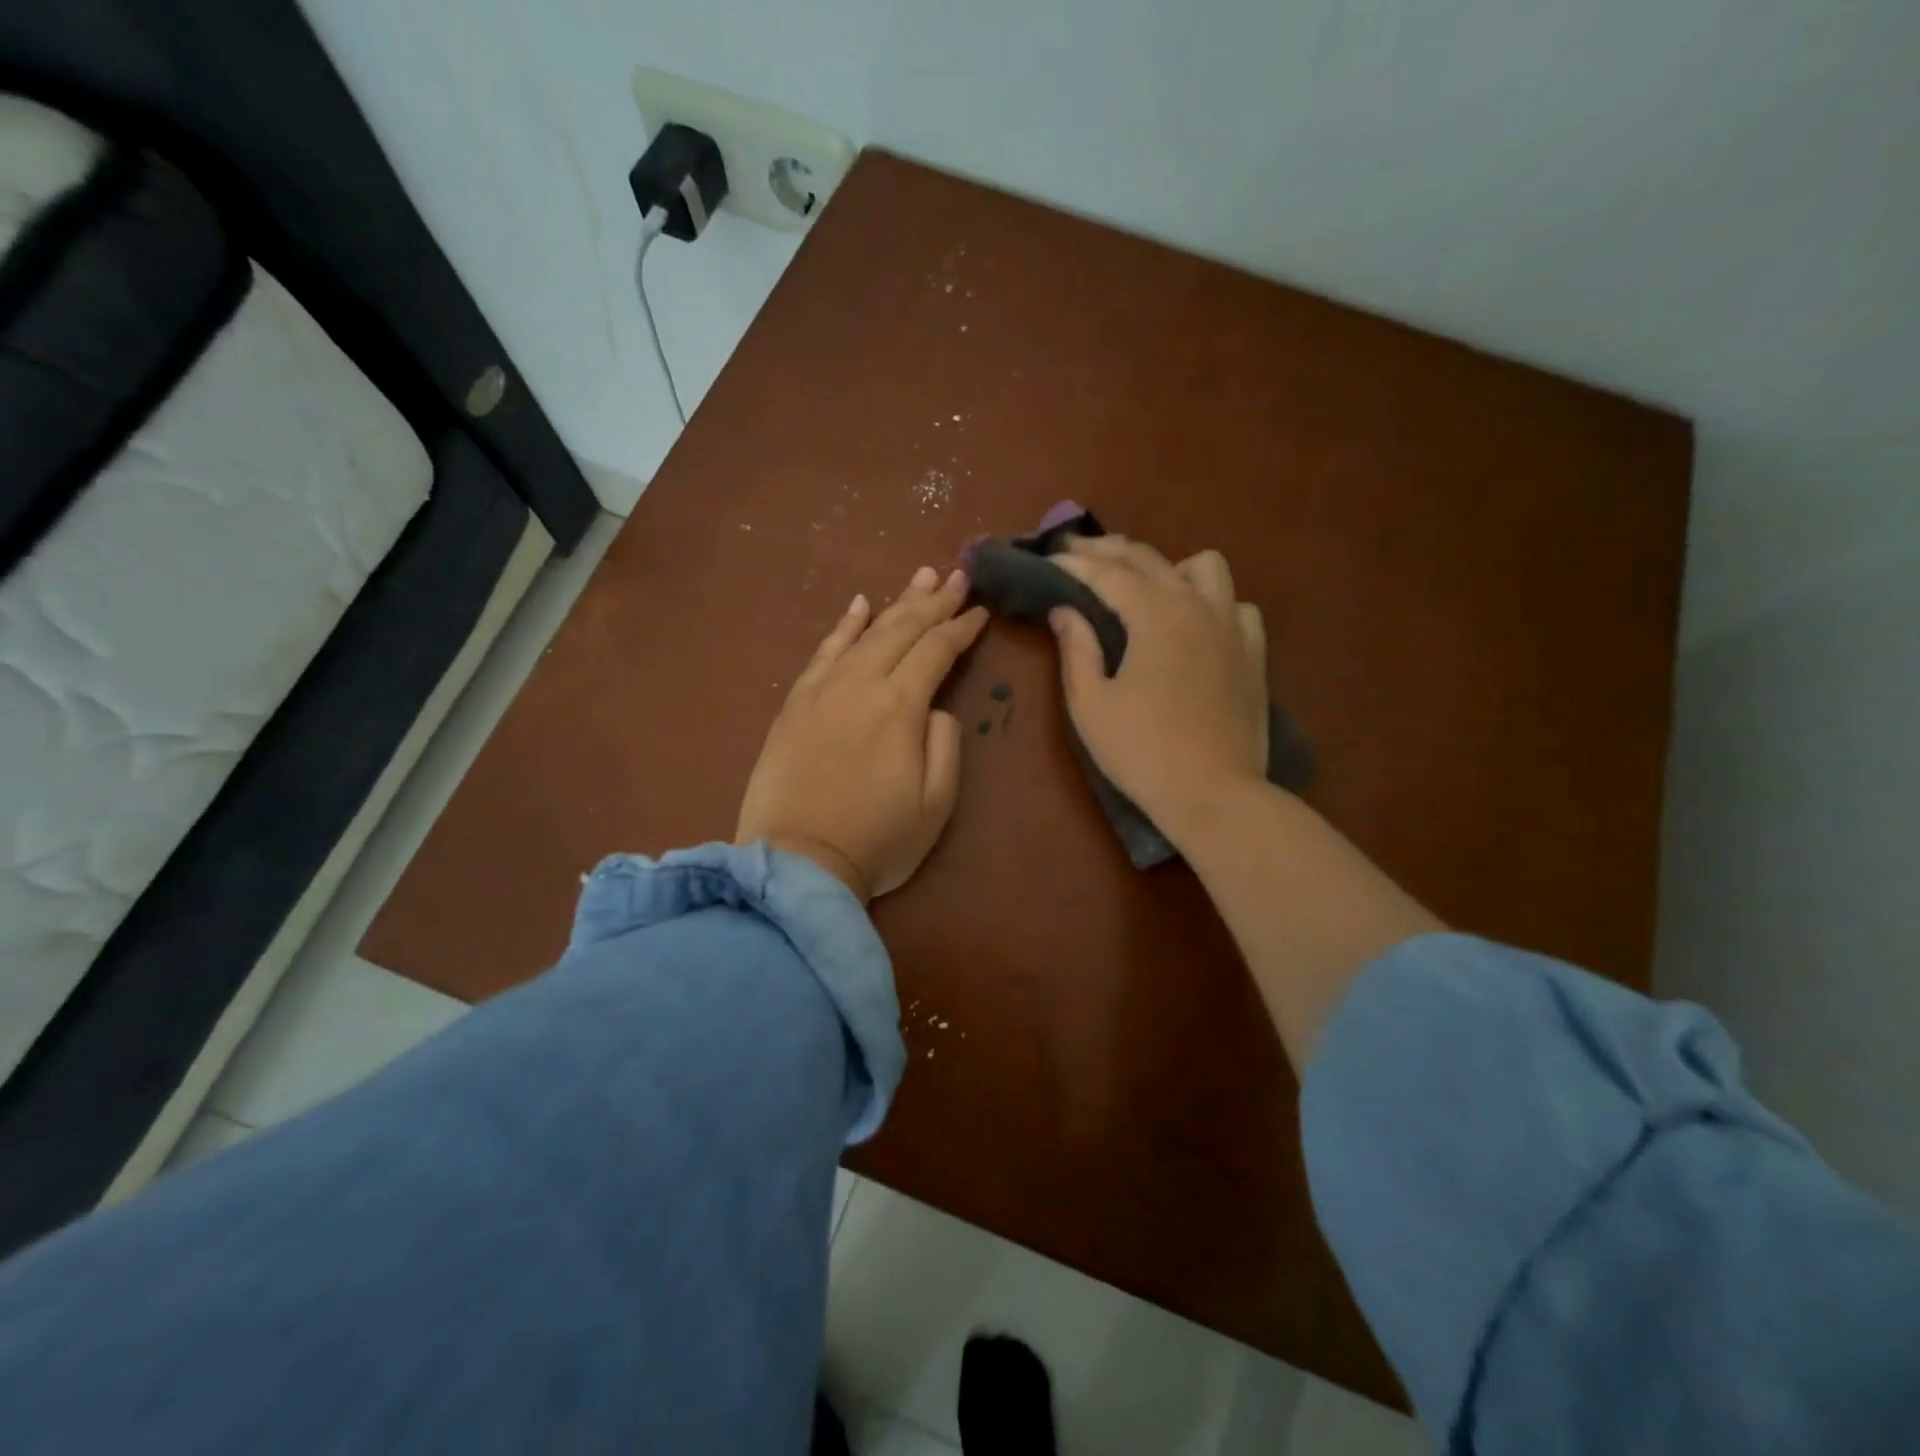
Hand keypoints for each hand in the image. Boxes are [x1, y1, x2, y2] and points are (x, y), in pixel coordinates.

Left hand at [736, 566, 987, 901]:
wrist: (796, 862)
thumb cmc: (877, 840)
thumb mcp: (937, 803)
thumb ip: (945, 744)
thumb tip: (936, 708)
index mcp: (901, 706)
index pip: (937, 651)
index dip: (961, 628)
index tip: (979, 610)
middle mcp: (862, 684)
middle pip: (903, 630)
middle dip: (934, 601)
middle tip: (956, 574)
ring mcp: (823, 689)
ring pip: (865, 632)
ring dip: (896, 603)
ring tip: (919, 577)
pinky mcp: (795, 703)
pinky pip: (823, 652)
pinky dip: (843, 626)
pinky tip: (858, 605)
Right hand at [1050, 538, 1269, 840]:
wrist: (1214, 794)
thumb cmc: (1142, 752)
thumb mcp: (1091, 704)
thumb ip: (1076, 650)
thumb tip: (1064, 611)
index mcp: (1155, 616)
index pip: (1108, 574)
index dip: (1075, 564)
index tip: (1050, 558)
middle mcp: (1197, 606)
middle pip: (1150, 559)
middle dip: (1109, 551)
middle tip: (1077, 554)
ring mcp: (1232, 627)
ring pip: (1205, 567)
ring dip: (1169, 566)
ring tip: (1144, 586)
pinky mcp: (1253, 653)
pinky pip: (1236, 605)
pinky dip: (1211, 602)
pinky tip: (1195, 623)